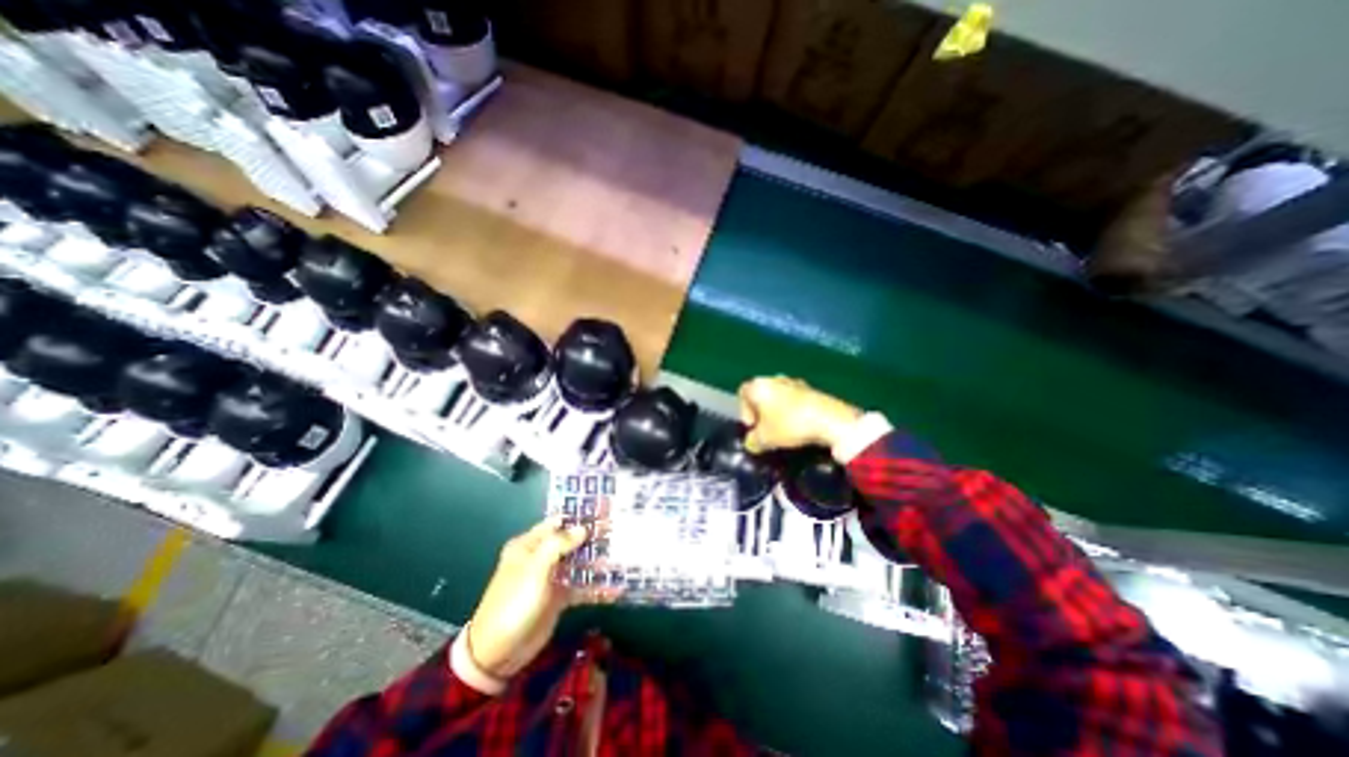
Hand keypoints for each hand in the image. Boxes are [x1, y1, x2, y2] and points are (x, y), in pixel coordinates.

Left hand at [461, 522, 613, 680]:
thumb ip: (559, 544)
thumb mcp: (535, 569)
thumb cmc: (514, 603)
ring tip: (622, 554)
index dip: (579, 516)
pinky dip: (595, 586)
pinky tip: (615, 586)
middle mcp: (540, 557)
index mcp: (529, 545)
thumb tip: (582, 528)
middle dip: (593, 538)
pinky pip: (580, 586)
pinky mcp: (559, 597)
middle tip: (619, 531)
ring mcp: (551, 577)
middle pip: (571, 541)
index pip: (558, 523)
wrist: (498, 654)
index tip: (604, 510)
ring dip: (597, 560)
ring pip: (578, 562)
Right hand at [736, 377, 864, 451]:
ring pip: (778, 396)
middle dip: (761, 412)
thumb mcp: (765, 439)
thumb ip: (753, 441)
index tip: (753, 428)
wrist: (829, 420)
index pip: (743, 393)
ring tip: (783, 430)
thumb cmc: (789, 425)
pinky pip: (794, 400)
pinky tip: (799, 427)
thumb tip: (752, 442)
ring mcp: (794, 381)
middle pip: (761, 394)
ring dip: (777, 411)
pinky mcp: (812, 389)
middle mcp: (774, 379)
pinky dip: (792, 411)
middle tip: (766, 430)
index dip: (744, 412)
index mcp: (759, 385)